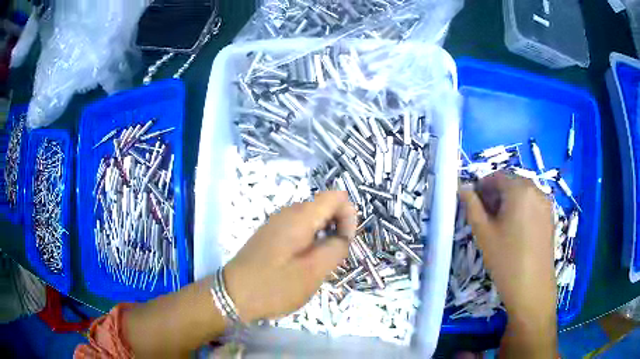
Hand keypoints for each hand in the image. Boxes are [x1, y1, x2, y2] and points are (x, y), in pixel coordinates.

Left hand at [223, 191, 356, 322]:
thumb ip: (335, 249)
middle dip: (337, 227)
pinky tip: (302, 264)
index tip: (346, 242)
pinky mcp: (270, 235)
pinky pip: (298, 229)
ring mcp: (277, 223)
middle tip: (333, 257)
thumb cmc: (275, 285)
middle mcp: (288, 212)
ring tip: (318, 264)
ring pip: (312, 219)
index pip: (336, 196)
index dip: (349, 215)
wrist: (233, 294)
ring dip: (323, 236)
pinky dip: (309, 241)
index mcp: (300, 216)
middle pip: (324, 206)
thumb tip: (343, 235)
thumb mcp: (313, 272)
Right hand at [460, 171, 555, 319]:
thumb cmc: (506, 260)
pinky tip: (514, 230)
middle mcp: (536, 190)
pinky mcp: (550, 217)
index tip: (473, 202)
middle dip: (495, 193)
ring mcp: (546, 204)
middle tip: (484, 215)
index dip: (482, 186)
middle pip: (512, 182)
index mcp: (519, 189)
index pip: (497, 176)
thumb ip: (472, 206)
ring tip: (499, 224)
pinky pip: (532, 204)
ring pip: (523, 193)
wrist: (532, 288)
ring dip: (508, 201)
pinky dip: (521, 209)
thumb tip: (463, 188)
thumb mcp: (484, 233)